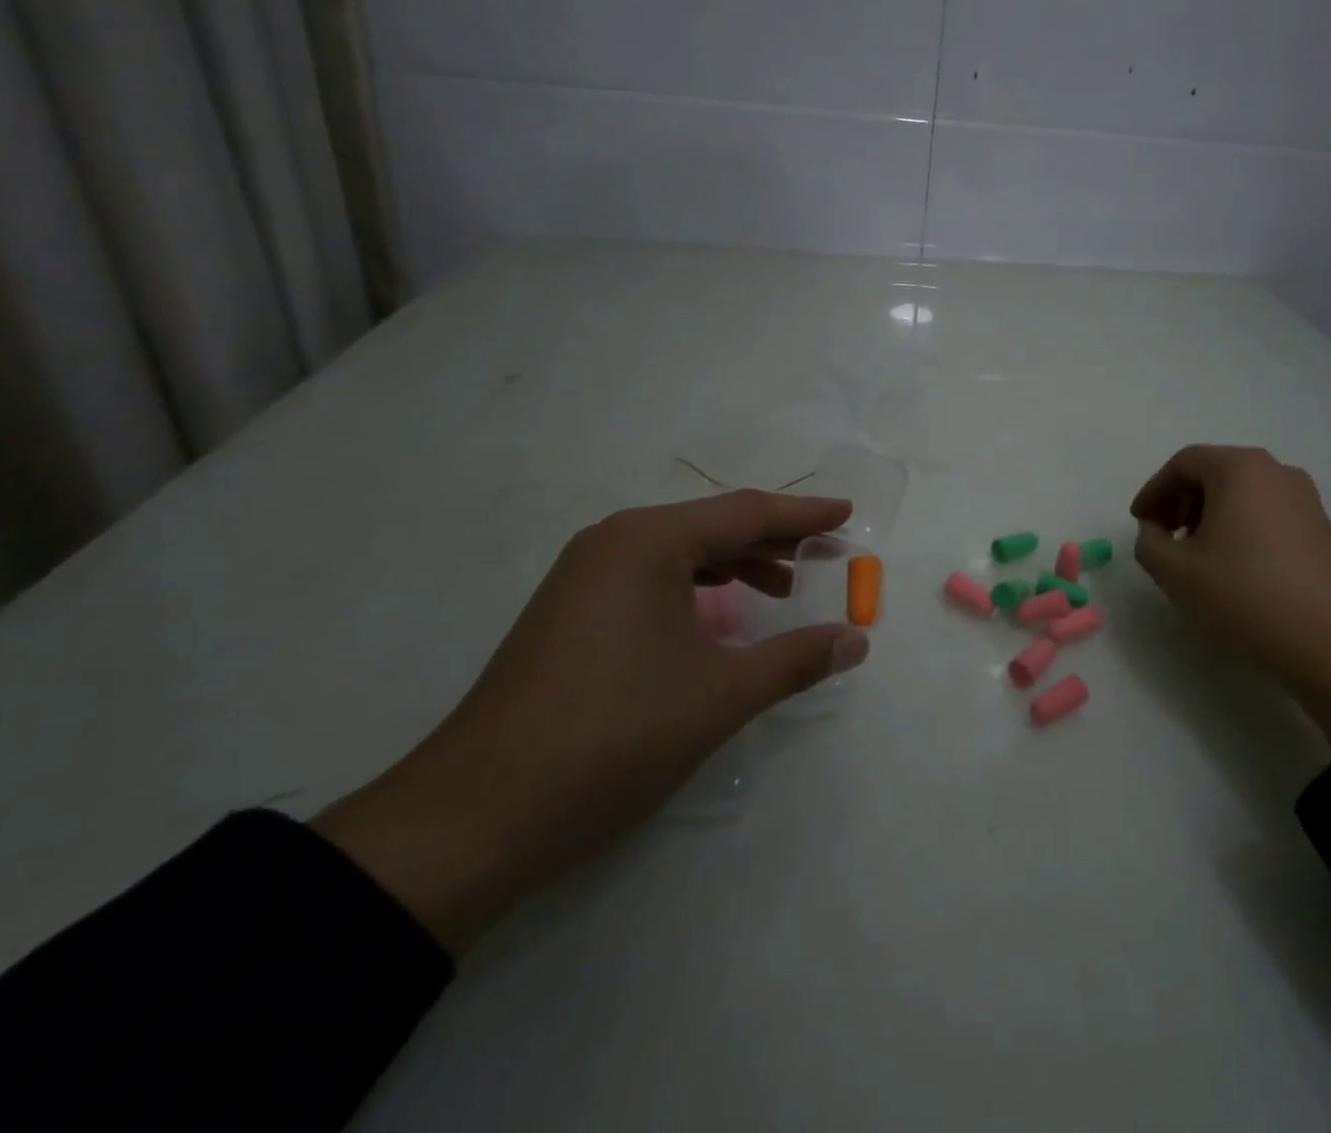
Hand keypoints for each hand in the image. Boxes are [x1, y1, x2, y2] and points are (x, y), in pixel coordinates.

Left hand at [314, 491, 864, 951]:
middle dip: (773, 540)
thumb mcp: (719, 697)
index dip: (803, 516)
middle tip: (827, 555)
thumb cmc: (613, 738)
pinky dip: (697, 588)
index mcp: (647, 541)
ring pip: (680, 553)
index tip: (847, 515)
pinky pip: (652, 578)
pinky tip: (720, 616)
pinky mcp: (571, 612)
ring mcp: (584, 576)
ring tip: (784, 587)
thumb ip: (794, 660)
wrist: (475, 817)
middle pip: (712, 526)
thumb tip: (855, 640)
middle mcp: (613, 542)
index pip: (744, 513)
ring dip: (736, 564)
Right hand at [1130, 445, 1330, 750]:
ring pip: (1241, 493)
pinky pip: (1265, 512)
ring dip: (1208, 515)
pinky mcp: (1321, 528)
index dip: (1153, 490)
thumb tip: (1156, 531)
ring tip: (1193, 554)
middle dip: (1180, 501)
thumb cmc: (1244, 596)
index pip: (1183, 463)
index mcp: (1240, 469)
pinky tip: (1230, 566)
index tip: (1138, 522)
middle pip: (1213, 472)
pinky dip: (1238, 527)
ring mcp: (1305, 499)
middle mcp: (1276, 471)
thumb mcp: (1174, 571)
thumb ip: (1148, 541)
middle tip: (1162, 536)